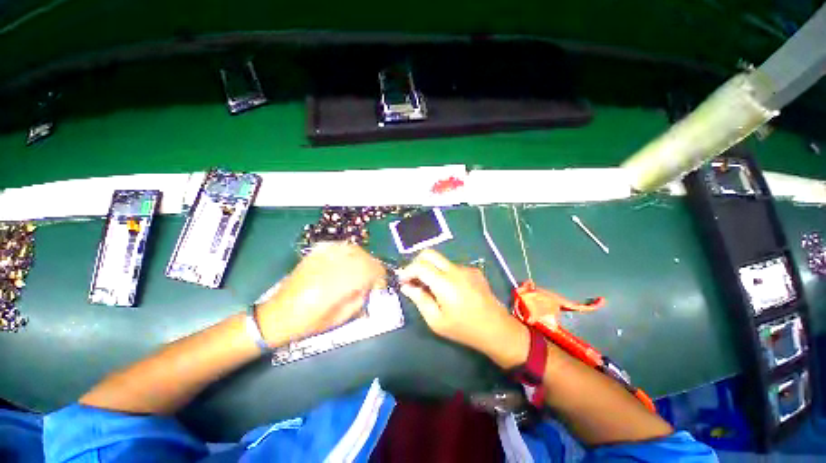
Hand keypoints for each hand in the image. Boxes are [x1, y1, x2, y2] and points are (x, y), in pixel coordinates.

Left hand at [256, 243, 384, 345]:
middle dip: (373, 268)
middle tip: (372, 280)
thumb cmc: (309, 322)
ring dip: (362, 259)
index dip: (380, 277)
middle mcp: (333, 266)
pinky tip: (347, 260)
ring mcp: (322, 257)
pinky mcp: (314, 254)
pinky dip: (348, 252)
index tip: (380, 287)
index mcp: (340, 285)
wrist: (277, 315)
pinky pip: (339, 246)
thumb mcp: (340, 318)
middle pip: (364, 257)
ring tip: (360, 270)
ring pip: (353, 249)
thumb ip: (360, 299)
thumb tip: (370, 287)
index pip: (371, 270)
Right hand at [398, 250, 528, 366]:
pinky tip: (449, 290)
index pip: (420, 266)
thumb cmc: (464, 328)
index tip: (402, 281)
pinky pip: (453, 267)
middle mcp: (455, 270)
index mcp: (445, 283)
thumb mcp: (436, 320)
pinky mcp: (474, 270)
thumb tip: (406, 286)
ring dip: (431, 269)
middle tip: (413, 278)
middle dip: (416, 263)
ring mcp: (466, 268)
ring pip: (441, 261)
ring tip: (431, 288)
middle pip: (430, 254)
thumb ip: (419, 299)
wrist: (496, 329)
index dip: (407, 271)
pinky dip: (444, 274)